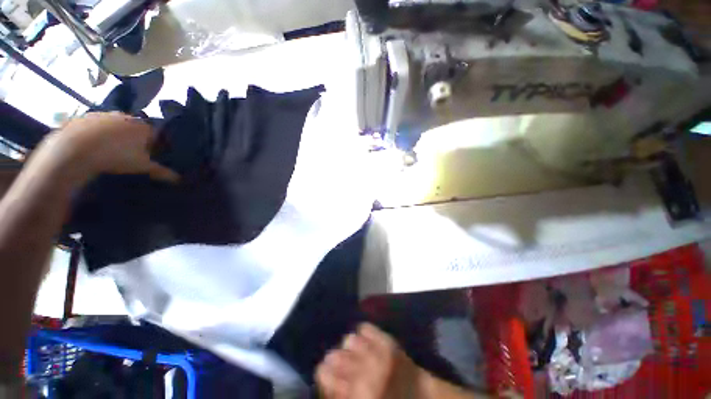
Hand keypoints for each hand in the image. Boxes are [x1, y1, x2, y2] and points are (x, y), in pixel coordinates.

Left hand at [39, 112, 178, 182]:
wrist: (75, 149)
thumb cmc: (116, 156)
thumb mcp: (142, 167)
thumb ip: (162, 172)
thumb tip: (180, 180)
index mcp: (143, 126)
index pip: (155, 134)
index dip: (153, 145)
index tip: (148, 156)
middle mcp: (126, 115)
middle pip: (135, 128)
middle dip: (134, 139)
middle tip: (128, 154)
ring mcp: (105, 114)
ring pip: (115, 125)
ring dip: (115, 135)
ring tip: (109, 151)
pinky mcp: (86, 116)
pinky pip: (97, 125)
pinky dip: (98, 133)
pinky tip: (93, 146)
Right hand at [316, 323, 420, 398]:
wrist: (421, 396)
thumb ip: (342, 394)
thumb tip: (328, 382)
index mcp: (356, 393)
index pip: (325, 375)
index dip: (323, 373)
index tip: (326, 373)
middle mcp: (363, 372)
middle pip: (334, 356)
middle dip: (334, 360)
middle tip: (340, 363)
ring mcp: (376, 353)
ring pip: (348, 339)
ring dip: (349, 347)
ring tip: (354, 352)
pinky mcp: (387, 340)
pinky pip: (365, 327)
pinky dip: (362, 332)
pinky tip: (365, 339)